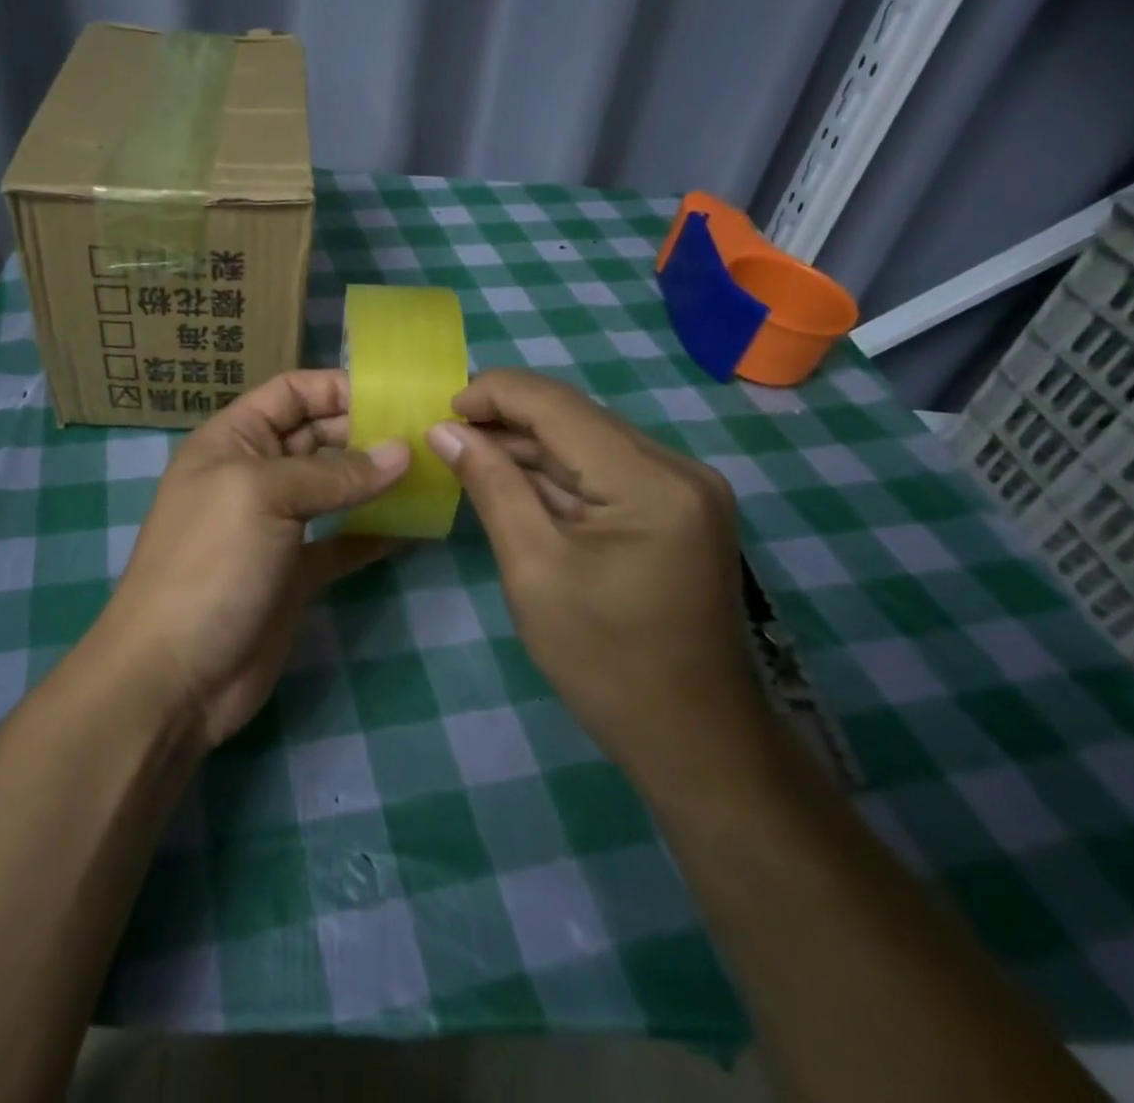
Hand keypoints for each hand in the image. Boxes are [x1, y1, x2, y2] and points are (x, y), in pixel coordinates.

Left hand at [97, 370, 407, 747]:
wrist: (173, 676)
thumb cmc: (210, 564)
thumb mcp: (264, 496)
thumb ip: (335, 473)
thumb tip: (403, 452)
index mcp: (233, 441)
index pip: (290, 393)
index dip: (337, 388)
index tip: (395, 398)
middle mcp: (254, 476)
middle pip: (317, 436)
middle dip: (366, 432)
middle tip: (426, 436)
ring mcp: (276, 527)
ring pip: (334, 488)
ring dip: (376, 480)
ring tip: (430, 473)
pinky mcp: (295, 573)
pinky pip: (342, 541)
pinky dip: (374, 533)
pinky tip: (413, 527)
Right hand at [426, 369, 760, 782]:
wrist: (693, 739)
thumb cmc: (605, 662)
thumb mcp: (533, 569)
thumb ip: (491, 486)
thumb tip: (445, 430)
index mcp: (651, 482)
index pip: (559, 406)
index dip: (494, 394)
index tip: (440, 413)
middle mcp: (679, 469)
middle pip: (576, 418)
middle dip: (507, 421)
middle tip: (447, 438)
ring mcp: (685, 489)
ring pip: (589, 441)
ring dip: (529, 446)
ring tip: (469, 456)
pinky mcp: (679, 509)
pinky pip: (606, 471)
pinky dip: (558, 473)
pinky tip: (515, 482)